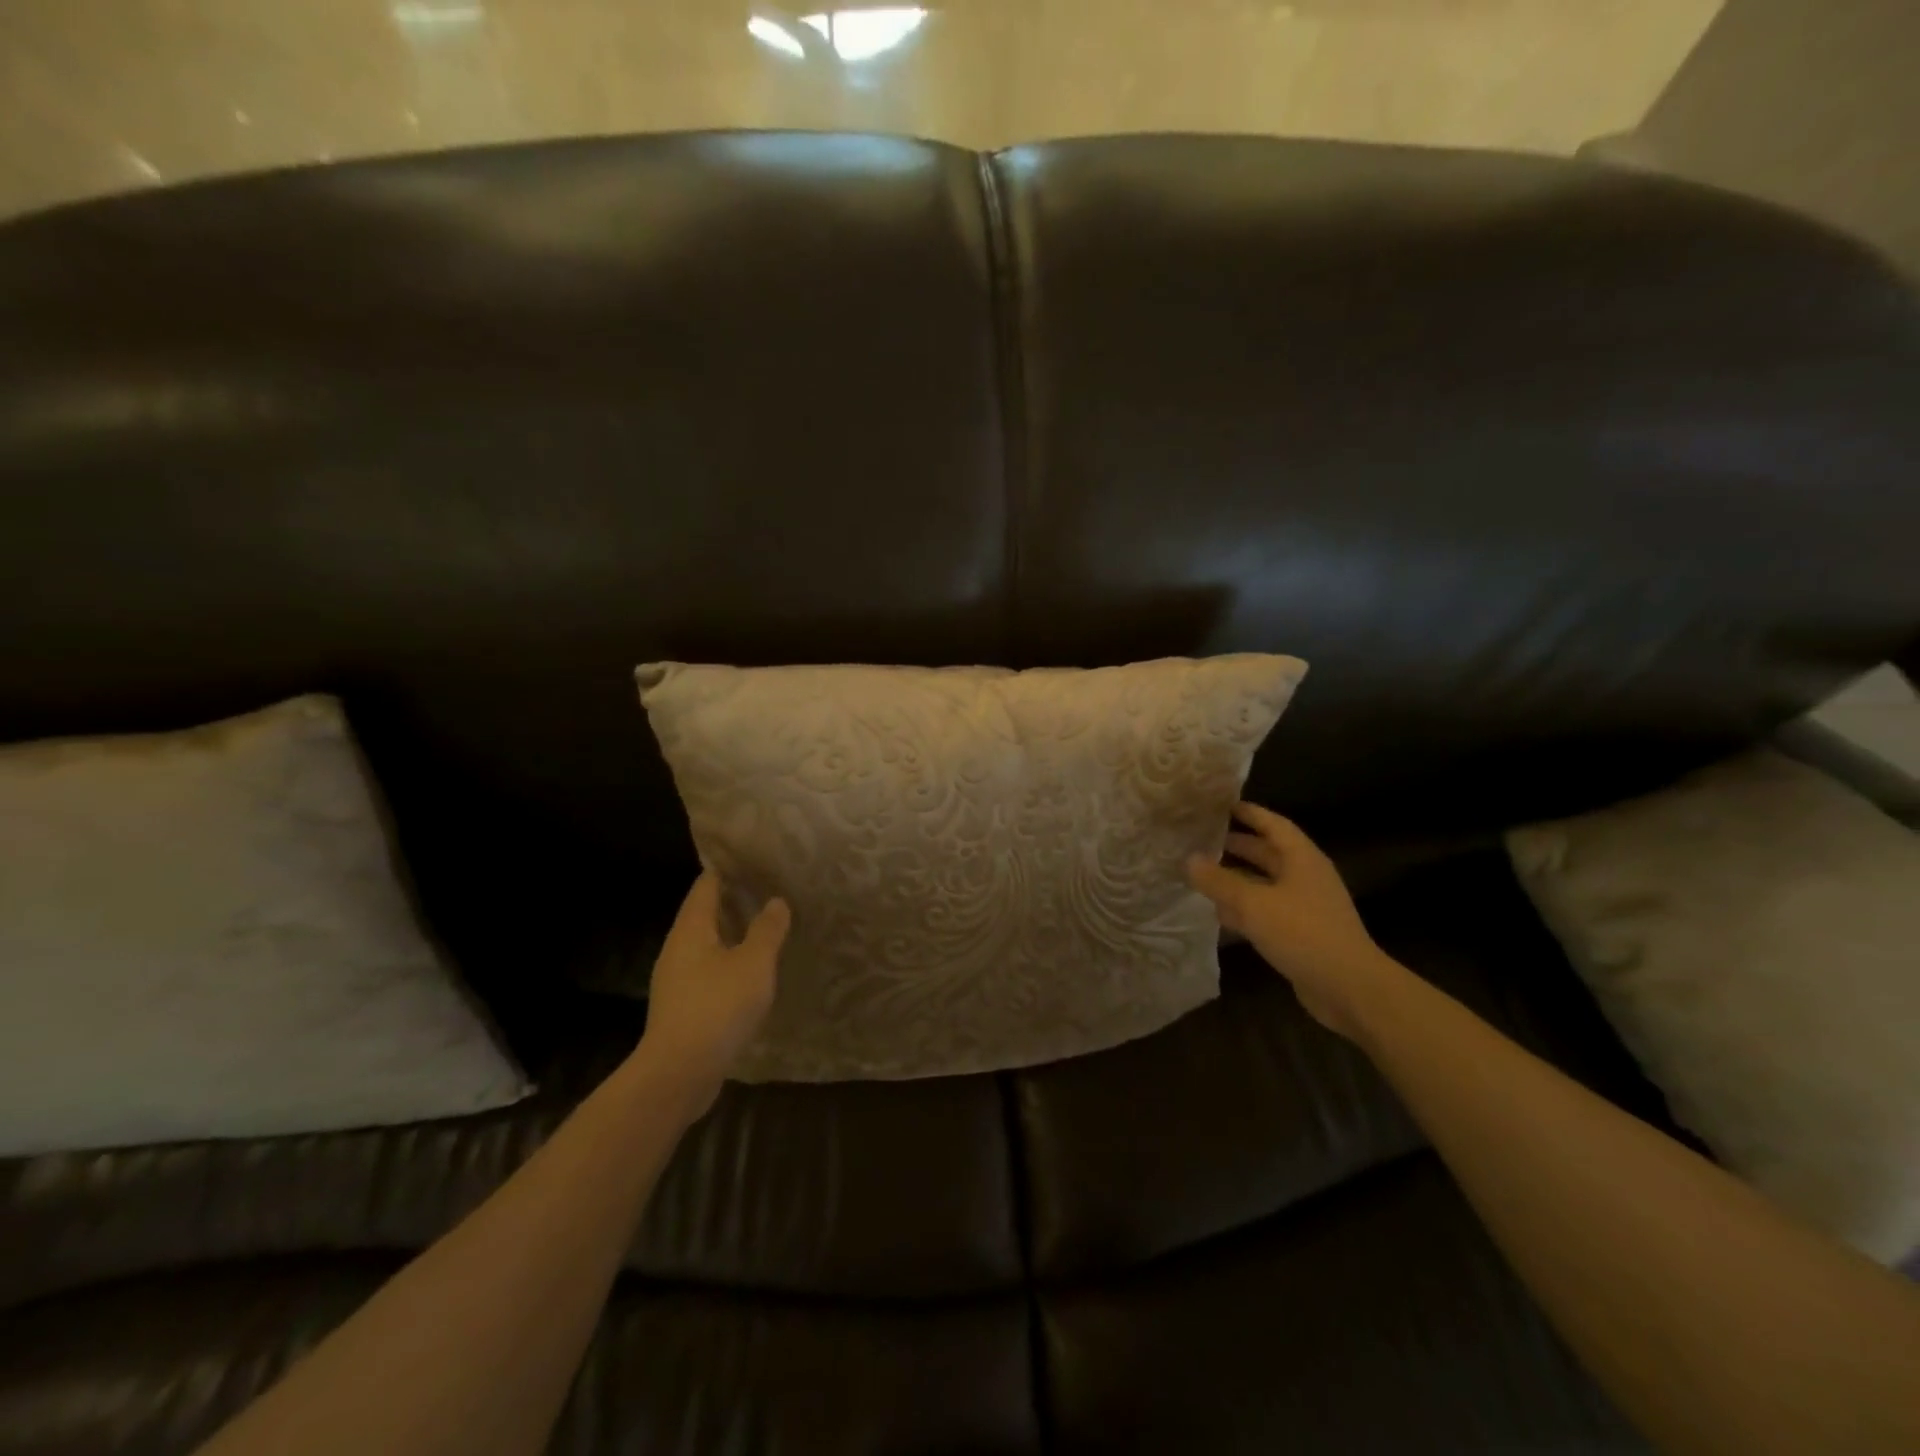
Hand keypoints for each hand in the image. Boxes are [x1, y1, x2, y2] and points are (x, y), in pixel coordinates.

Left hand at [633, 873, 790, 1108]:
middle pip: (704, 913)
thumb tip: (775, 901)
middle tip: (769, 889)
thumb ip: (767, 930)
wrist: (679, 1073)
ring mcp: (676, 979)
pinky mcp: (682, 1006)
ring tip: (766, 927)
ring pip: (707, 944)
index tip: (753, 859)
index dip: (728, 869)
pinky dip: (729, 961)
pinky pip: (708, 971)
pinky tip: (752, 971)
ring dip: (733, 934)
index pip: (706, 885)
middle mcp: (678, 948)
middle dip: (733, 901)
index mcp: (691, 929)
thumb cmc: (717, 1007)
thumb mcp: (754, 963)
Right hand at [1187, 802, 1404, 1039]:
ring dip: (1237, 879)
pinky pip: (1267, 911)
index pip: (1274, 825)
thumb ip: (1219, 881)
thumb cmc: (1303, 933)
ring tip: (1203, 874)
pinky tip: (1219, 914)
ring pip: (1265, 884)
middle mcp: (1306, 877)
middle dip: (1238, 846)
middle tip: (1204, 839)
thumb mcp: (1253, 903)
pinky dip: (1244, 908)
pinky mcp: (1302, 934)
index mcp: (1302, 859)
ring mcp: (1306, 907)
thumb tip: (1189, 859)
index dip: (1250, 813)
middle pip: (1269, 854)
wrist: (1349, 988)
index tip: (1222, 804)